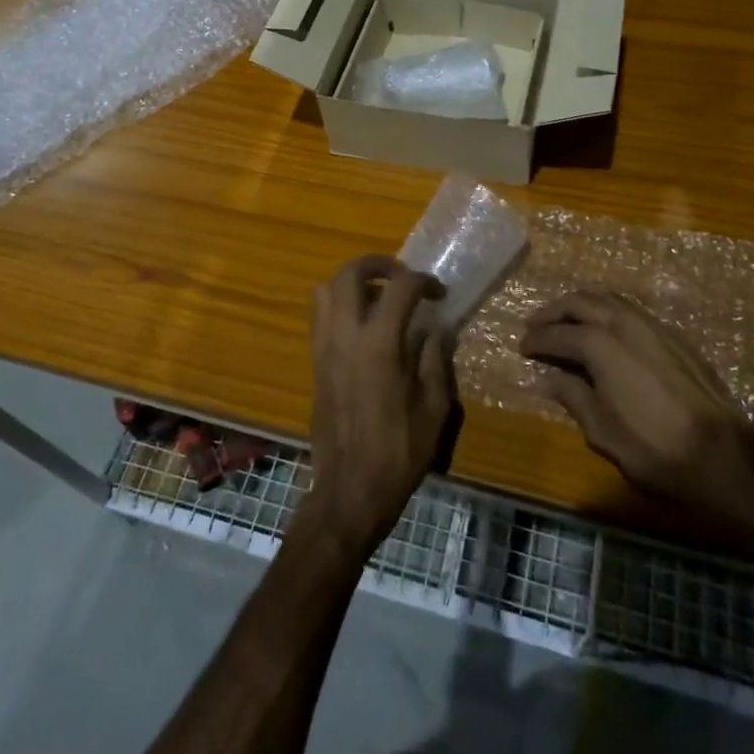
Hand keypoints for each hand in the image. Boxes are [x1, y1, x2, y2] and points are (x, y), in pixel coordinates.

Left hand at [306, 256, 455, 552]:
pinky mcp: (314, 363)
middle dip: (378, 264)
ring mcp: (324, 347)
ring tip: (378, 297)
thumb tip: (437, 330)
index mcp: (380, 343)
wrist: (350, 489)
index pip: (400, 287)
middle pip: (350, 273)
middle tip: (401, 276)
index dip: (423, 281)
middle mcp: (345, 335)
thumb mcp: (434, 407)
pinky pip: (320, 317)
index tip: (438, 293)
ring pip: (326, 290)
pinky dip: (339, 306)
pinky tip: (363, 328)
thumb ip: (435, 360)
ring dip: (353, 282)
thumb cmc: (399, 451)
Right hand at [521, 292, 753, 547]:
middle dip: (554, 312)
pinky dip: (608, 312)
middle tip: (536, 326)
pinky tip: (604, 331)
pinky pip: (630, 310)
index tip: (522, 348)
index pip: (557, 333)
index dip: (536, 340)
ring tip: (566, 323)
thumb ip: (570, 396)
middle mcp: (624, 323)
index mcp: (600, 343)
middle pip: (580, 302)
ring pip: (608, 299)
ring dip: (581, 306)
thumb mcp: (601, 430)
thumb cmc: (655, 448)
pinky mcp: (674, 336)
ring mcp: (653, 325)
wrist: (725, 455)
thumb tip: (543, 379)